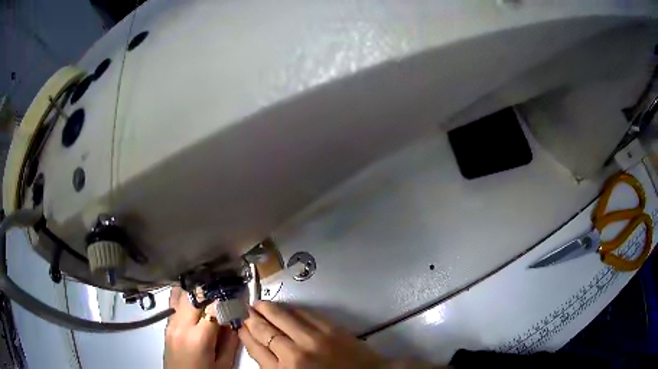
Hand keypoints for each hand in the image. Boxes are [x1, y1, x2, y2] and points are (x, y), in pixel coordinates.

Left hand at [164, 287, 238, 368]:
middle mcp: (182, 326)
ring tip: (208, 294)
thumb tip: (235, 321)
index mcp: (199, 338)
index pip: (213, 308)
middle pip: (194, 295)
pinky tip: (195, 302)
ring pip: (181, 294)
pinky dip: (185, 298)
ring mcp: (171, 324)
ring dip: (196, 291)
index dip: (226, 300)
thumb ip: (230, 342)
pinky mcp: (166, 325)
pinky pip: (174, 303)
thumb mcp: (223, 364)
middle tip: (222, 291)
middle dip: (210, 290)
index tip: (235, 297)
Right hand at [239, 300, 386, 368]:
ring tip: (258, 303)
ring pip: (282, 318)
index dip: (245, 335)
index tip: (240, 326)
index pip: (256, 349)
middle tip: (244, 309)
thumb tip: (262, 350)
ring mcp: (313, 339)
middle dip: (251, 318)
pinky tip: (285, 307)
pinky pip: (305, 314)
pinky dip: (291, 309)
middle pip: (264, 331)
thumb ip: (277, 368)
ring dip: (267, 309)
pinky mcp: (331, 329)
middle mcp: (294, 355)